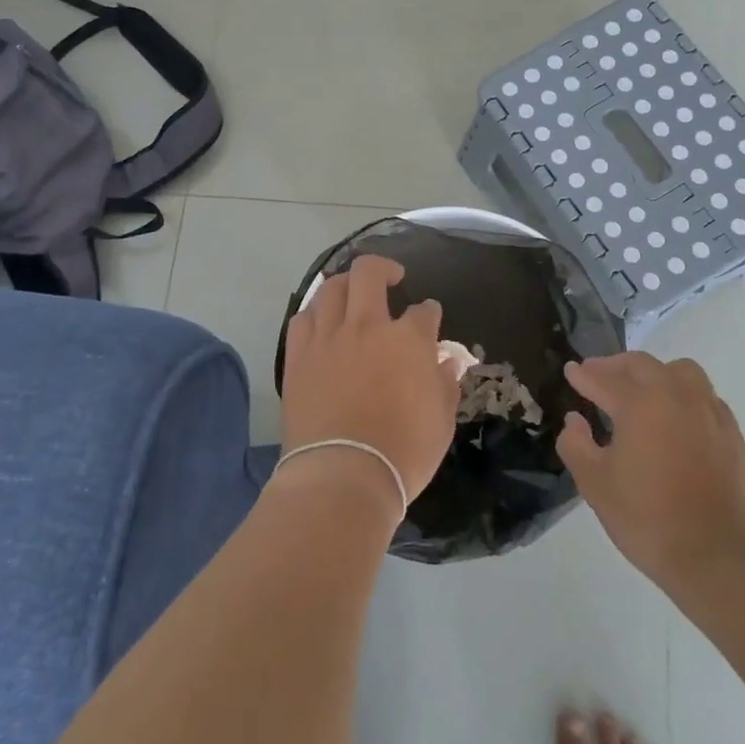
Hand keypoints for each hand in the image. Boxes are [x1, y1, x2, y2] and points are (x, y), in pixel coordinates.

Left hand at [279, 256, 460, 513]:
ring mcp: (328, 337)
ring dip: (345, 284)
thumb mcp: (441, 422)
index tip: (430, 317)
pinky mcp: (298, 356)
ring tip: (352, 292)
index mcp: (408, 340)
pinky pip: (302, 318)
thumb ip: (445, 384)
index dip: (429, 313)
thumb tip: (446, 362)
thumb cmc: (402, 453)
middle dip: (384, 268)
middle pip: (369, 274)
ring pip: (331, 288)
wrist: (342, 475)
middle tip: (392, 278)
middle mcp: (367, 326)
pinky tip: (321, 320)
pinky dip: (315, 312)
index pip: (424, 312)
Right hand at [557, 352, 744, 585]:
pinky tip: (676, 418)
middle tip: (598, 375)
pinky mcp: (732, 435)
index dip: (583, 375)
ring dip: (655, 373)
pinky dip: (684, 395)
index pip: (604, 380)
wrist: (718, 558)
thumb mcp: (594, 484)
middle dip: (615, 366)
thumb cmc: (647, 519)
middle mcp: (677, 397)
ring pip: (681, 372)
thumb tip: (575, 420)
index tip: (571, 371)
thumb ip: (576, 444)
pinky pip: (705, 397)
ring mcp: (710, 413)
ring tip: (641, 390)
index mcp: (640, 404)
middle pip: (643, 365)